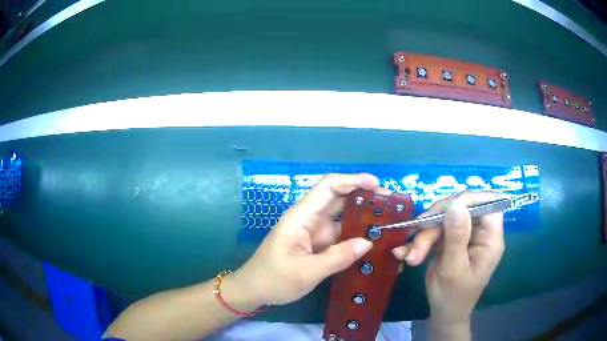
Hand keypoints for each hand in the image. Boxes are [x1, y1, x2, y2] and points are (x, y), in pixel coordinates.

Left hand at [230, 174, 389, 306]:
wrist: (254, 291)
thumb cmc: (274, 279)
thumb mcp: (306, 272)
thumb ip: (337, 257)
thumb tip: (368, 242)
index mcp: (301, 217)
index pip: (328, 187)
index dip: (352, 181)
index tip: (377, 184)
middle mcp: (309, 219)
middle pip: (339, 199)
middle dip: (365, 197)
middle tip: (391, 204)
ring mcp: (314, 232)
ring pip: (343, 217)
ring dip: (364, 217)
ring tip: (389, 221)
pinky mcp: (318, 245)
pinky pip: (341, 235)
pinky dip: (357, 235)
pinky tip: (374, 241)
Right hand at [392, 192, 504, 322]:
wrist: (443, 313)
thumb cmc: (453, 297)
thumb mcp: (453, 269)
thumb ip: (456, 237)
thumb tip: (456, 203)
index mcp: (490, 239)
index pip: (488, 203)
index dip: (468, 200)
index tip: (443, 210)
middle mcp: (480, 232)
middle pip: (461, 208)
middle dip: (436, 222)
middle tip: (417, 240)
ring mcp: (465, 235)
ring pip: (444, 218)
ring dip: (424, 235)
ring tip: (410, 256)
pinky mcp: (451, 240)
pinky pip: (435, 230)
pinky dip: (419, 241)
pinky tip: (405, 254)